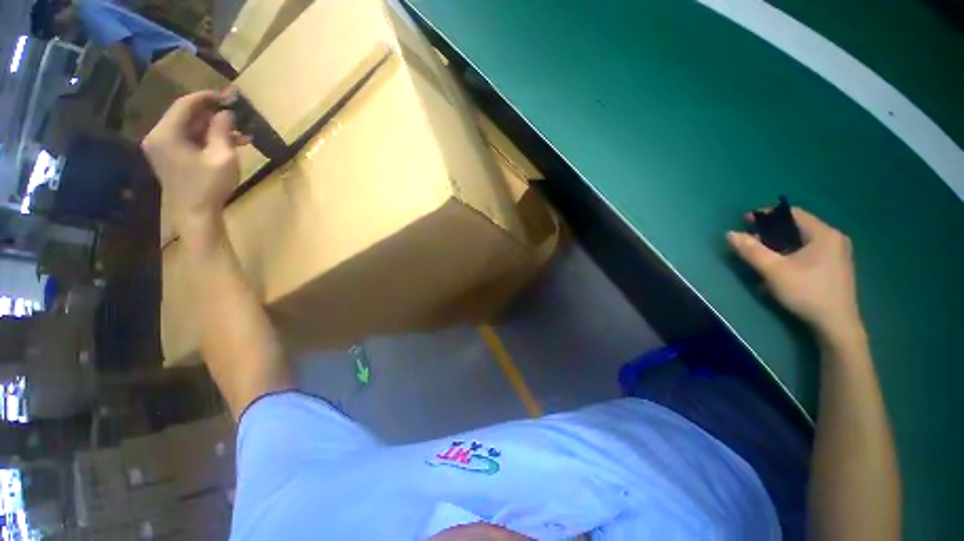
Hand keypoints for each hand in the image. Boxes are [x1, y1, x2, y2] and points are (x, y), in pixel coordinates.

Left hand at [142, 90, 241, 234]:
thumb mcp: (222, 156)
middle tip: (236, 112)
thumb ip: (222, 130)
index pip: (185, 105)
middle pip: (186, 115)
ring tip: (240, 132)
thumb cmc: (209, 185)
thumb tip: (226, 112)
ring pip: (189, 128)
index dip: (206, 97)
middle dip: (212, 113)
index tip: (227, 95)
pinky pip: (188, 140)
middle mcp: (158, 136)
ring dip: (213, 128)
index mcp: (166, 133)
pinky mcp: (170, 157)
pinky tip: (229, 142)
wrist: (196, 215)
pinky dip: (207, 139)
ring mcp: (162, 148)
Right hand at [728, 208, 861, 337]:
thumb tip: (730, 234)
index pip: (792, 213)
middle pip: (798, 226)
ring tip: (762, 252)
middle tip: (750, 238)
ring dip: (781, 243)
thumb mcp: (774, 271)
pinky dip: (792, 252)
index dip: (767, 214)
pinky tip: (781, 265)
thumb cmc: (806, 292)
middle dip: (772, 230)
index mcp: (824, 234)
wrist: (836, 325)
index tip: (745, 220)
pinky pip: (810, 251)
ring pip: (803, 240)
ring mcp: (838, 253)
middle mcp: (834, 239)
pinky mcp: (836, 267)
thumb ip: (751, 250)